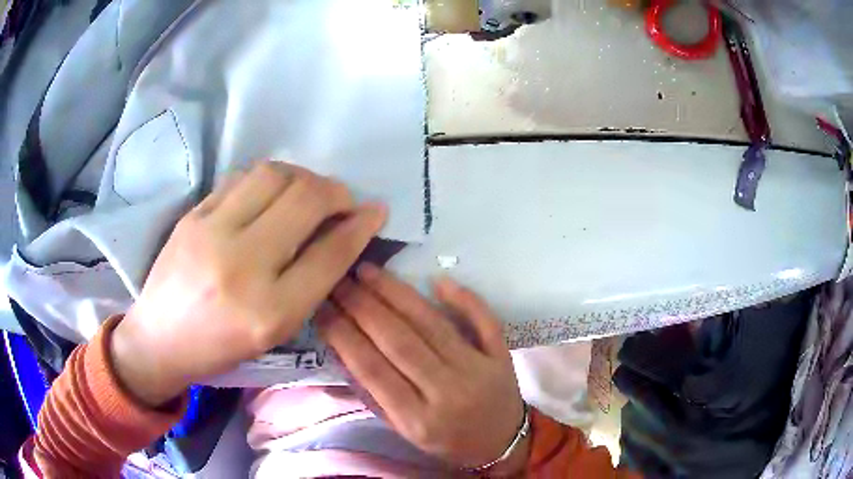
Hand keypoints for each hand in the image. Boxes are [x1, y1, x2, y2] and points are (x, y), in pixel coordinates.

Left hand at [110, 161, 386, 406]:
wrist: (160, 339)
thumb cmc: (221, 348)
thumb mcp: (275, 331)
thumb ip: (311, 283)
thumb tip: (344, 235)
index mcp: (269, 312)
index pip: (330, 252)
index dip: (361, 225)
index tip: (376, 210)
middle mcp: (242, 266)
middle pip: (306, 199)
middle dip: (337, 192)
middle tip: (341, 201)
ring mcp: (211, 233)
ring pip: (275, 174)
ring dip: (303, 177)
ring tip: (306, 193)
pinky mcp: (192, 215)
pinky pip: (242, 178)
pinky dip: (268, 180)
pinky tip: (270, 195)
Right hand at [318, 264, 528, 474]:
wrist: (503, 443)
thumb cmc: (446, 441)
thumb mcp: (403, 431)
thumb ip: (372, 395)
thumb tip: (342, 349)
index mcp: (417, 419)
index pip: (371, 368)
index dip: (342, 334)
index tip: (321, 307)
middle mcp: (447, 392)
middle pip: (398, 341)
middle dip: (362, 306)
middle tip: (339, 281)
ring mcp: (478, 371)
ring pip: (432, 324)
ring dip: (397, 293)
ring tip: (368, 271)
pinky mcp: (500, 356)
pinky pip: (483, 321)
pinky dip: (463, 298)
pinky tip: (437, 279)